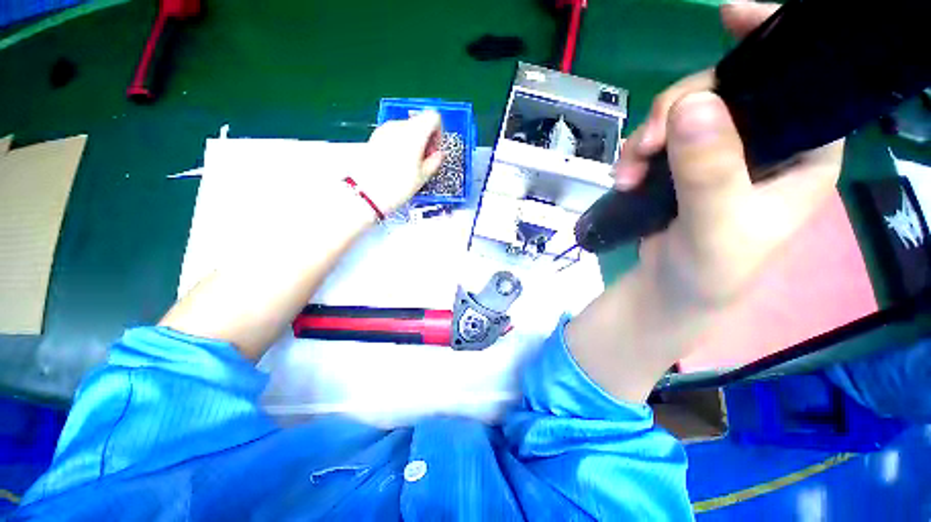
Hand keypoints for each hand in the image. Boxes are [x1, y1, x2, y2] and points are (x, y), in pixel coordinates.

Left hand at [355, 111, 443, 212]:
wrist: (368, 193)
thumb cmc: (396, 186)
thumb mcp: (423, 176)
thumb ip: (435, 161)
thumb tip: (438, 155)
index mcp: (415, 133)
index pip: (433, 117)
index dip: (438, 133)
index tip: (435, 149)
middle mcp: (399, 126)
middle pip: (420, 123)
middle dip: (426, 140)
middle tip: (426, 160)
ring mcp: (385, 130)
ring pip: (407, 129)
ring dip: (414, 142)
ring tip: (412, 165)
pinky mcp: (376, 137)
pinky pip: (395, 135)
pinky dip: (401, 144)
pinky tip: (400, 163)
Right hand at [615, 1, 843, 308]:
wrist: (673, 289)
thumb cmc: (712, 270)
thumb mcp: (718, 227)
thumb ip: (710, 173)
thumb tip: (693, 106)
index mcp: (803, 151)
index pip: (802, 79)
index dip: (771, 41)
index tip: (730, 17)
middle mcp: (766, 142)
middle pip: (725, 90)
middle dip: (679, 108)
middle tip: (649, 144)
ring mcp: (720, 152)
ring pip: (684, 113)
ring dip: (648, 135)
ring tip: (628, 172)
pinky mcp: (683, 165)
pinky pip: (658, 138)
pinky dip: (636, 151)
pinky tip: (624, 175)